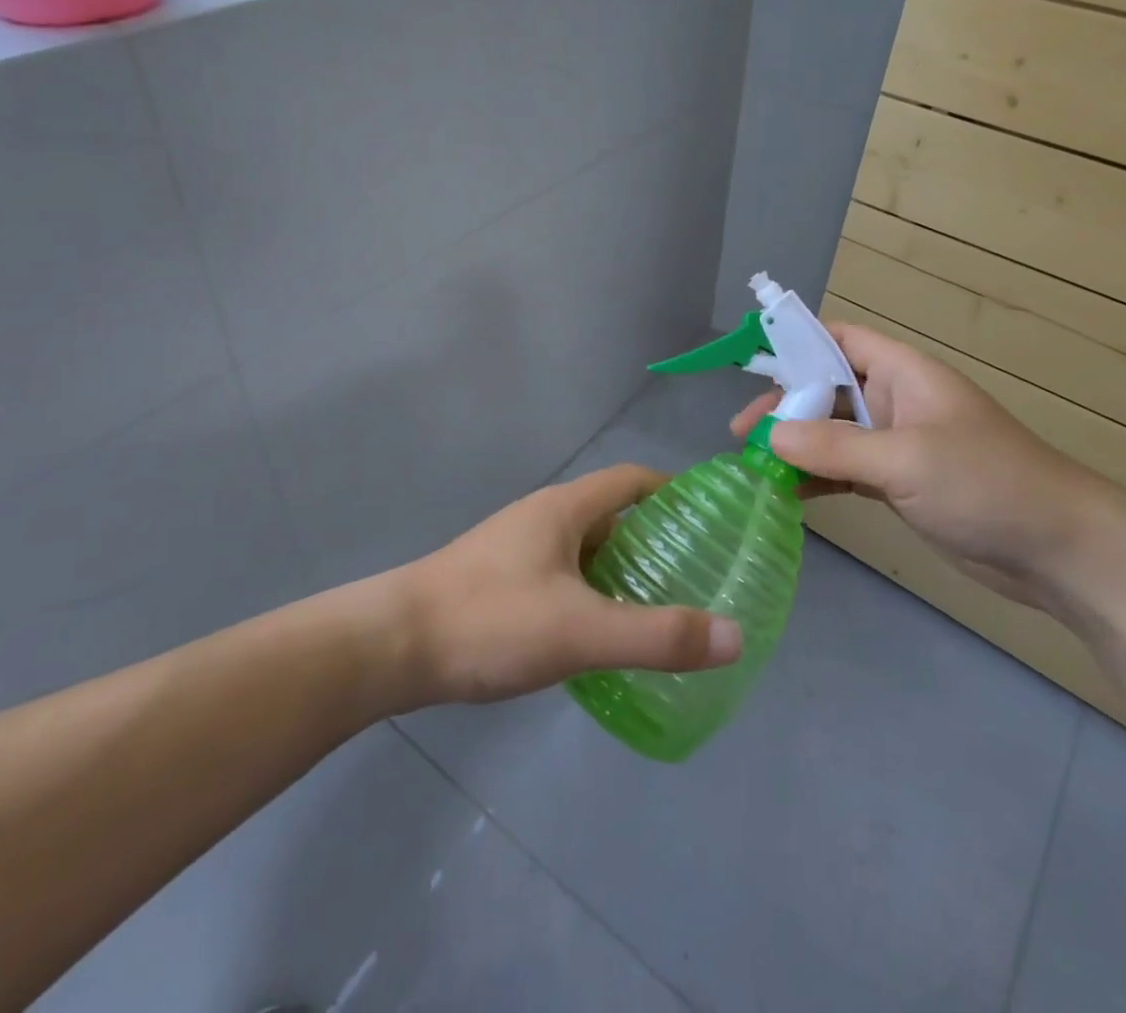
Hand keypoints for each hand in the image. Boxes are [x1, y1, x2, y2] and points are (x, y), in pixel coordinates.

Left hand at [396, 466, 744, 704]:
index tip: (706, 515)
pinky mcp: (496, 582)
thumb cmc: (490, 621)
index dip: (670, 490)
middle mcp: (540, 518)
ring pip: (582, 549)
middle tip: (693, 574)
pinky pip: (559, 576)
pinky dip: (588, 594)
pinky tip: (596, 635)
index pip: (629, 479)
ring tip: (655, 608)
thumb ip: (657, 635)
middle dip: (651, 539)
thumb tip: (735, 636)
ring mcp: (514, 550)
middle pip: (609, 515)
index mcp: (563, 509)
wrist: (390, 647)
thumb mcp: (581, 631)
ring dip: (618, 570)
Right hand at [732, 321, 1111, 607]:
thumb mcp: (905, 459)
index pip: (840, 339)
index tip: (751, 363)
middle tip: (743, 434)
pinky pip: (845, 470)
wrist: (1058, 550)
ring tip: (753, 466)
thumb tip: (771, 436)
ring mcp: (897, 444)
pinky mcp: (899, 483)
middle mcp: (895, 401)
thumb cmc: (985, 484)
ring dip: (796, 446)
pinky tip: (787, 494)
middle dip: (785, 407)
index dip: (797, 342)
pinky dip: (817, 478)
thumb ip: (834, 446)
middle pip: (827, 389)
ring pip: (833, 433)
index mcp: (902, 374)